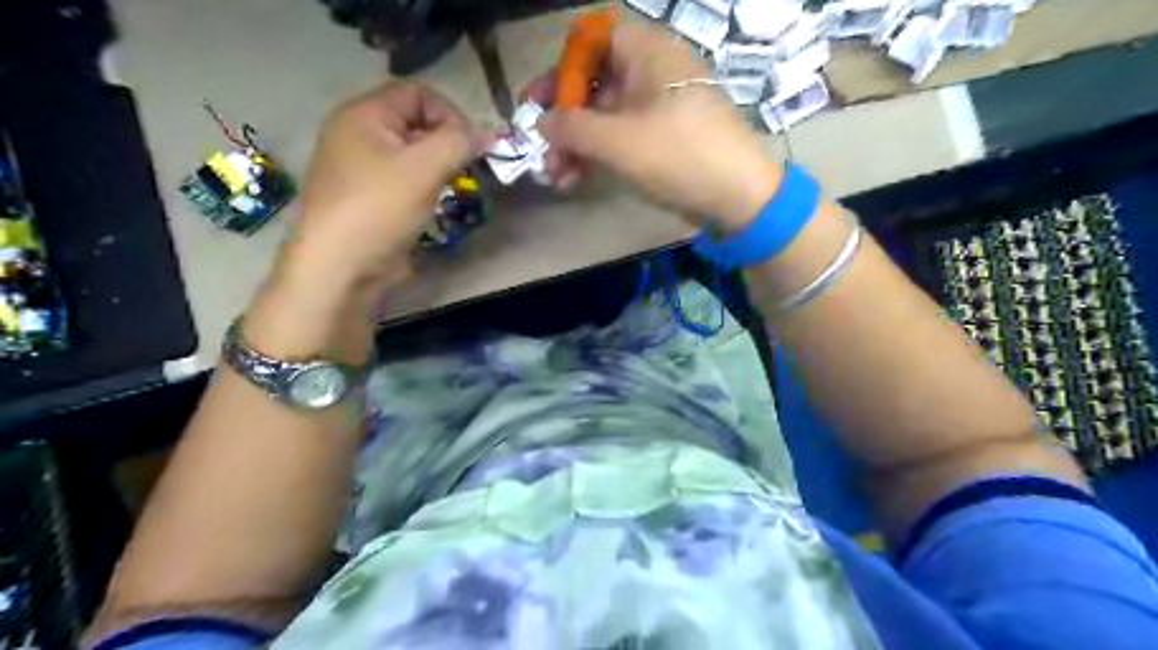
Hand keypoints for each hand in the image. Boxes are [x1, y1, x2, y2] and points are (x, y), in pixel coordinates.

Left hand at [282, 81, 483, 288]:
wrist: (341, 268)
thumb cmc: (380, 208)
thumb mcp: (425, 167)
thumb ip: (459, 142)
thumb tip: (487, 134)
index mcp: (363, 115)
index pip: (417, 93)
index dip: (450, 113)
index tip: (471, 146)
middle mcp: (357, 134)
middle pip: (415, 122)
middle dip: (446, 142)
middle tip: (465, 169)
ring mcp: (360, 169)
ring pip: (411, 154)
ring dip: (438, 167)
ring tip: (451, 188)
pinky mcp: (367, 198)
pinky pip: (402, 180)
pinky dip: (424, 186)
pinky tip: (432, 205)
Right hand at [527, 19, 781, 229]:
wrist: (739, 197)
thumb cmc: (678, 155)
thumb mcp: (618, 141)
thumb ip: (572, 128)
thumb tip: (542, 123)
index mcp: (647, 53)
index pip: (593, 41)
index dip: (563, 68)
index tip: (540, 101)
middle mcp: (652, 73)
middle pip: (595, 83)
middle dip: (564, 120)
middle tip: (540, 148)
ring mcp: (659, 109)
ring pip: (607, 117)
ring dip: (577, 145)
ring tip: (555, 177)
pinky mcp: (663, 140)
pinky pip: (623, 138)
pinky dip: (599, 156)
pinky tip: (576, 181)